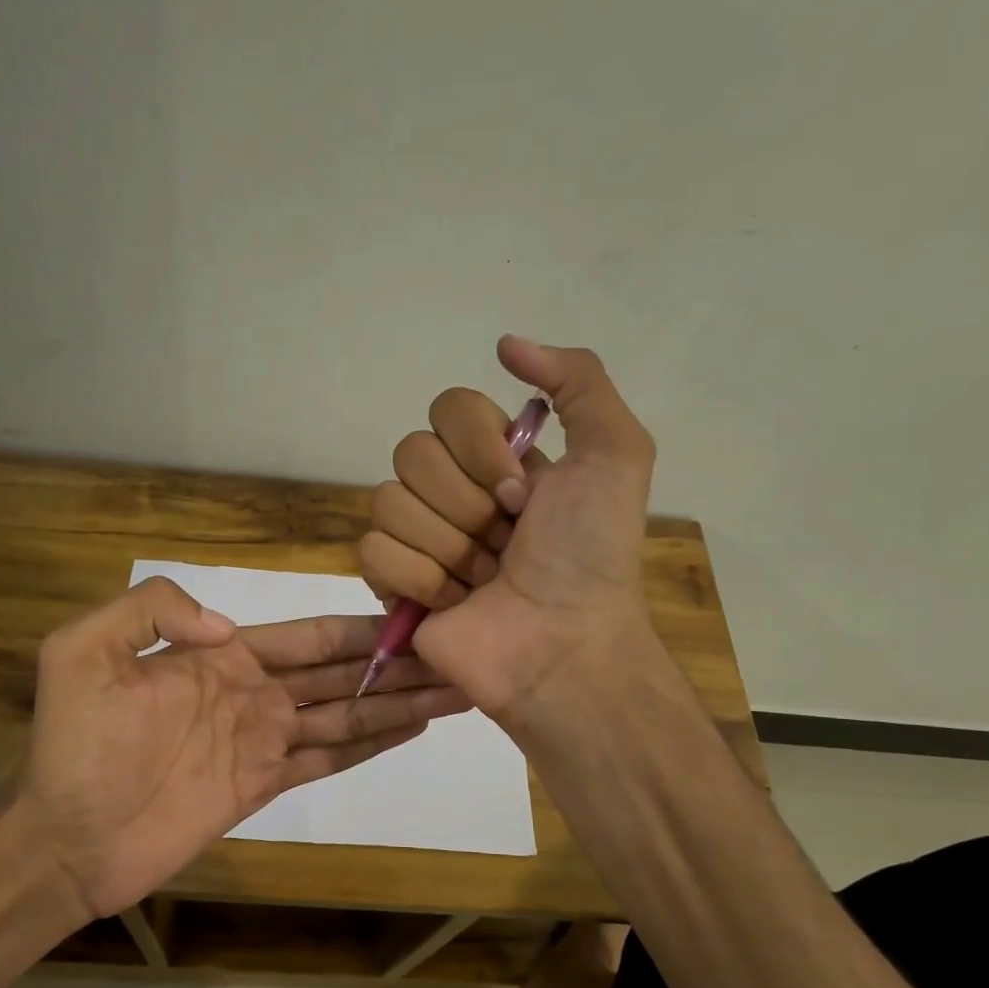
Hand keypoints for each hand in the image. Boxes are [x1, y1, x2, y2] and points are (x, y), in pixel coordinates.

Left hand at [13, 577, 466, 919]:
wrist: (65, 836)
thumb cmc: (73, 744)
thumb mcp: (83, 651)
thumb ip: (152, 610)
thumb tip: (228, 627)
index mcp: (222, 656)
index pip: (308, 637)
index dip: (362, 629)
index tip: (414, 618)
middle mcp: (254, 693)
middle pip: (341, 674)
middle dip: (396, 664)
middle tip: (455, 654)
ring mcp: (263, 741)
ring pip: (345, 715)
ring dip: (397, 702)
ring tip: (453, 690)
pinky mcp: (264, 786)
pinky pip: (326, 760)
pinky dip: (369, 745)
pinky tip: (410, 730)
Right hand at [359, 336, 657, 724]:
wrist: (563, 644)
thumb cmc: (590, 555)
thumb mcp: (616, 454)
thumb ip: (577, 381)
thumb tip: (505, 344)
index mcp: (495, 459)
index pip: (447, 408)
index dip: (480, 448)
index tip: (523, 494)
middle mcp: (452, 491)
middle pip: (411, 452)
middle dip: (466, 504)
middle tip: (505, 543)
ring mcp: (418, 538)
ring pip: (388, 502)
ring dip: (447, 546)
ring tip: (483, 580)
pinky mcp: (392, 584)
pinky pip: (372, 552)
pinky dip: (418, 579)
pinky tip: (453, 602)